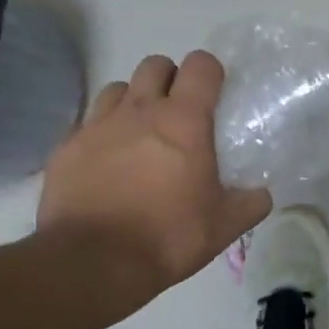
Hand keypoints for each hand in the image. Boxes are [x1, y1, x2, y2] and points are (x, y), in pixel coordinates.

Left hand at [37, 51, 271, 295]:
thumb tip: (262, 194)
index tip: (215, 95)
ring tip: (140, 134)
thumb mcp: (223, 226)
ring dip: (133, 101)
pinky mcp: (66, 147)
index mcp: (184, 121)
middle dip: (170, 79)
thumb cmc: (167, 237)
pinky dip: (102, 133)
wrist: (93, 264)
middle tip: (178, 113)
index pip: (201, 65)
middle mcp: (139, 110)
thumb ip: (250, 203)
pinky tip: (107, 162)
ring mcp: (97, 125)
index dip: (210, 72)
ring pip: (118, 88)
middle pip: (155, 64)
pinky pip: (88, 123)